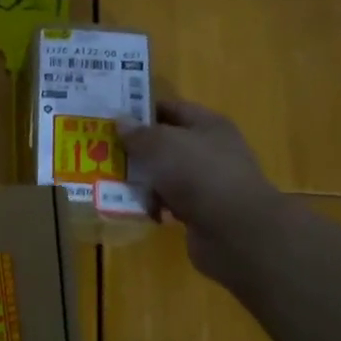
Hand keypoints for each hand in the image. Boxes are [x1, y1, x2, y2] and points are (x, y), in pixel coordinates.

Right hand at [120, 98, 284, 283]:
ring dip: (144, 179)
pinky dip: (154, 205)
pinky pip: (171, 202)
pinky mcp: (203, 212)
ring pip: (167, 175)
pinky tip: (135, 208)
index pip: (173, 109)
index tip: (114, 118)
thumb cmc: (199, 175)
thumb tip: (121, 122)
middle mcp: (212, 150)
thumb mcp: (161, 145)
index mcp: (209, 125)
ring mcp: (209, 183)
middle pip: (168, 143)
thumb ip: (139, 134)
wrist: (235, 231)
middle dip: (138, 148)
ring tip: (112, 181)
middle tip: (105, 151)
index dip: (144, 110)